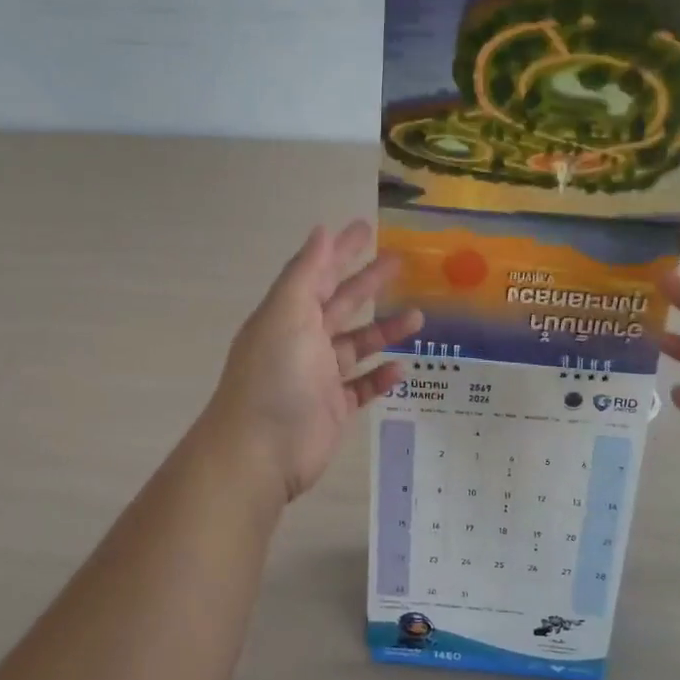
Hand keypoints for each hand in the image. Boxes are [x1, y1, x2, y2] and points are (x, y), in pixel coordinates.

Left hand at [206, 221, 422, 502]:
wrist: (260, 451)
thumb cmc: (275, 376)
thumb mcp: (287, 314)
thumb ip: (306, 273)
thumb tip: (321, 230)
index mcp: (288, 314)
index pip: (318, 273)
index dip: (342, 250)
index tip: (367, 228)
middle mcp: (302, 340)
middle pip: (341, 304)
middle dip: (368, 283)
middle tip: (401, 262)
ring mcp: (318, 376)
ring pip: (356, 345)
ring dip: (384, 330)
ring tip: (418, 317)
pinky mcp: (332, 408)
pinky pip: (361, 387)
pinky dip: (379, 377)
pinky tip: (402, 368)